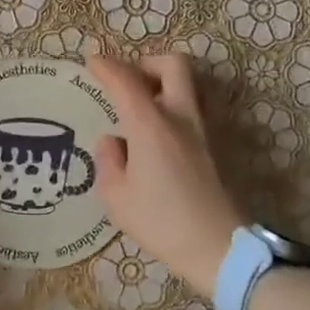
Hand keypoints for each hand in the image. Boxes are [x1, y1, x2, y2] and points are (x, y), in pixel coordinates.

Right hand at [87, 53, 244, 300]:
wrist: (218, 246)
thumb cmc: (161, 221)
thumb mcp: (116, 197)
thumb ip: (108, 161)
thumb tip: (112, 142)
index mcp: (150, 125)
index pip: (126, 80)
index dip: (106, 67)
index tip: (91, 62)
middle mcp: (180, 117)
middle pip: (173, 65)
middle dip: (146, 63)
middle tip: (127, 81)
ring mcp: (202, 130)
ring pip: (186, 85)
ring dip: (162, 85)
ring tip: (138, 109)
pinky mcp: (213, 147)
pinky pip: (190, 110)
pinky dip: (171, 107)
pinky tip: (154, 137)